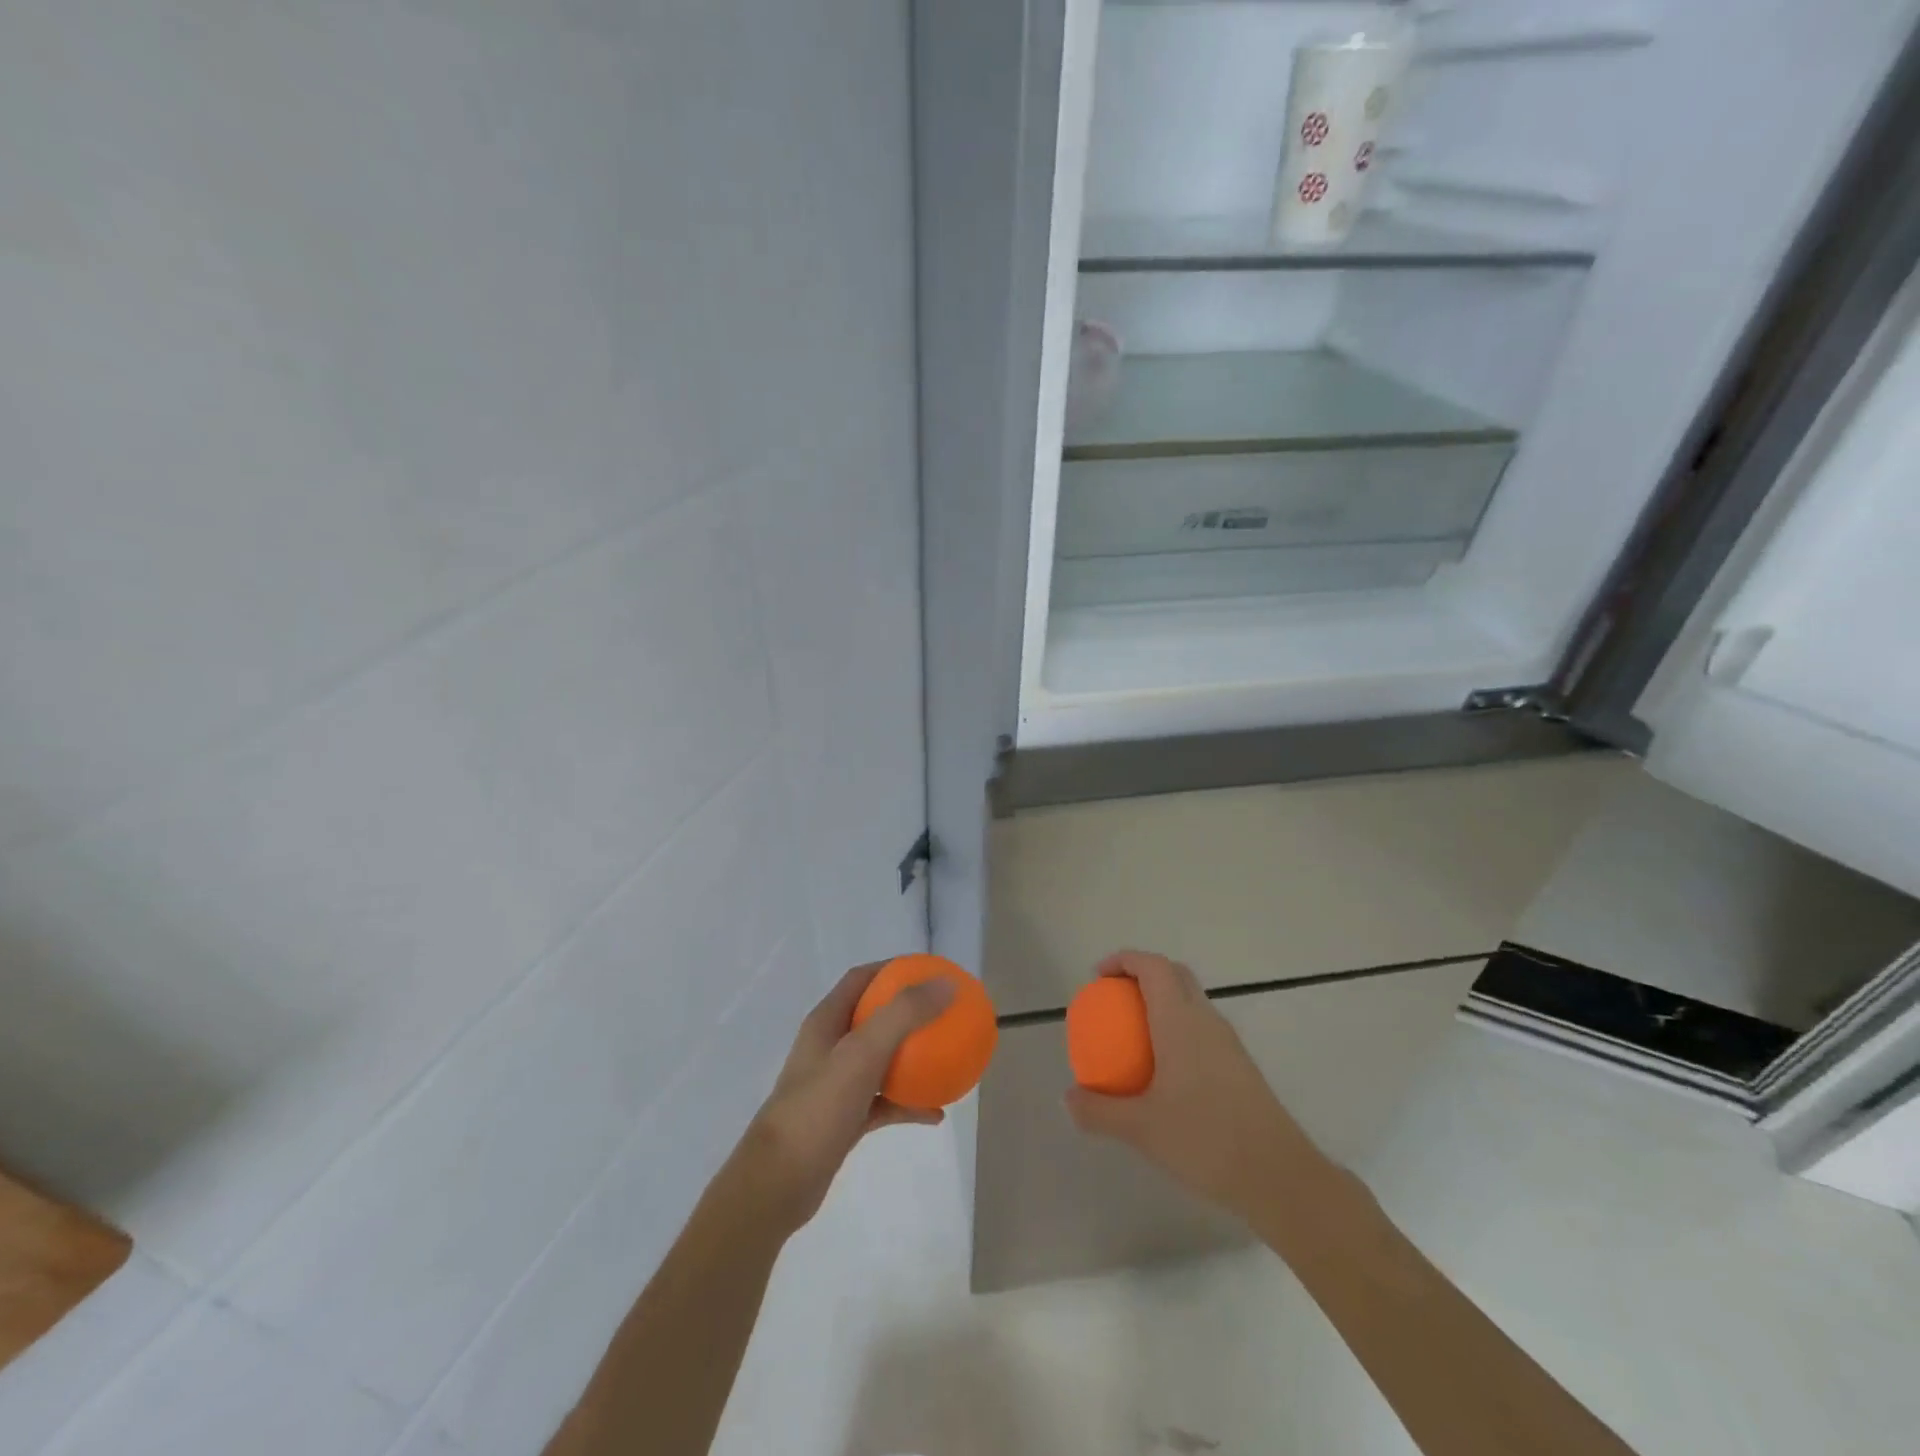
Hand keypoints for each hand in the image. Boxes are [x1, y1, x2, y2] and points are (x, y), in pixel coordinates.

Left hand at [736, 961, 954, 1233]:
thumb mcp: (862, 1054)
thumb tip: (945, 984)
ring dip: (912, 1058)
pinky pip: (883, 1102)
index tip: (930, 971)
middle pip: (874, 1017)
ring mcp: (836, 1084)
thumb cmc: (817, 1109)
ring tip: (947, 1058)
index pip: (861, 978)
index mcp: (827, 1022)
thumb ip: (902, 1015)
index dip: (894, 969)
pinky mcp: (844, 1119)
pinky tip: (936, 1113)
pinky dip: (908, 1103)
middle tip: (945, 1013)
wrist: (778, 1184)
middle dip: (909, 1012)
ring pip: (882, 1061)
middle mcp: (830, 1047)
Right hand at [1065, 950, 1322, 1222]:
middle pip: (1174, 975)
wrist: (1280, 1177)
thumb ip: (1099, 1111)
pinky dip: (1178, 1028)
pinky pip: (1202, 1028)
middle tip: (1114, 999)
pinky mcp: (1240, 1066)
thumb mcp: (1141, 1129)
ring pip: (1192, 1001)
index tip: (1098, 978)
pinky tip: (1165, 1071)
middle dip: (1142, 975)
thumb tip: (1068, 1098)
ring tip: (1135, 1036)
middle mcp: (1206, 1020)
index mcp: (1180, 1021)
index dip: (1124, 960)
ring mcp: (1228, 1042)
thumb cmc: (1205, 1140)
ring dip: (1162, 1002)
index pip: (1152, 967)